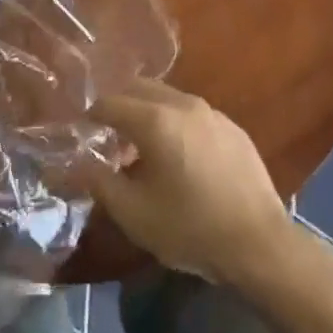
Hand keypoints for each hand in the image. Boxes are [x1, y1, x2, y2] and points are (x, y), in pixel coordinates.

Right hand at [86, 77, 296, 286]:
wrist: (259, 243)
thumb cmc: (190, 228)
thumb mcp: (134, 213)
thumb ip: (98, 182)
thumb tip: (72, 165)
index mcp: (155, 120)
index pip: (110, 102)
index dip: (91, 115)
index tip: (81, 130)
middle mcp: (183, 104)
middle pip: (140, 89)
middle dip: (119, 105)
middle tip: (107, 135)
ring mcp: (212, 112)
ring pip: (168, 97)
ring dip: (148, 112)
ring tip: (141, 148)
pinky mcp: (232, 126)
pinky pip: (192, 113)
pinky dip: (174, 122)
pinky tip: (178, 155)